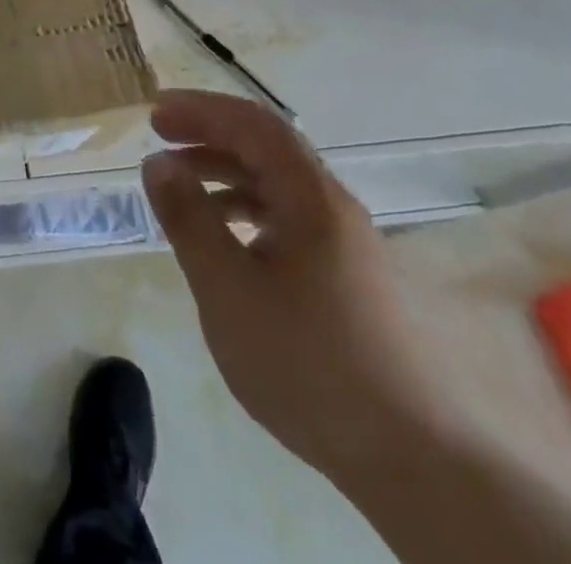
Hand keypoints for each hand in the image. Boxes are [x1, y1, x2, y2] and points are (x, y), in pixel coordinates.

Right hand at [141, 90, 459, 483]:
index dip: (201, 109)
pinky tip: (225, 241)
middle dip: (210, 135)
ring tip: (181, 190)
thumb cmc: (308, 363)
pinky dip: (247, 210)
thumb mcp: (227, 289)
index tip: (154, 116)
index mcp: (311, 198)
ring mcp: (347, 243)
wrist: (415, 462)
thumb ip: (188, 219)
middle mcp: (333, 207)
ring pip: (278, 184)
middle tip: (161, 140)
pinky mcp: (349, 277)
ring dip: (226, 173)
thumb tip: (158, 162)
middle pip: (267, 147)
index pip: (252, 124)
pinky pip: (289, 217)